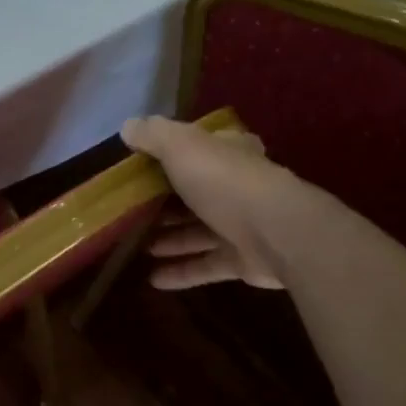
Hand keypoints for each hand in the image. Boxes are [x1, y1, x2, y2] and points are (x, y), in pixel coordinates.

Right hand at [120, 116, 300, 290]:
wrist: (276, 233)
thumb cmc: (225, 181)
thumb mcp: (181, 145)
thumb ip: (153, 134)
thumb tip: (128, 126)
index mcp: (226, 153)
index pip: (199, 148)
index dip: (171, 154)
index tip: (140, 166)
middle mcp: (235, 187)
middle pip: (195, 193)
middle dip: (165, 203)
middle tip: (131, 211)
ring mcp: (241, 226)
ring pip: (198, 232)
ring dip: (170, 239)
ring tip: (136, 245)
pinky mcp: (241, 261)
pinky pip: (205, 266)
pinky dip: (181, 272)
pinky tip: (153, 279)